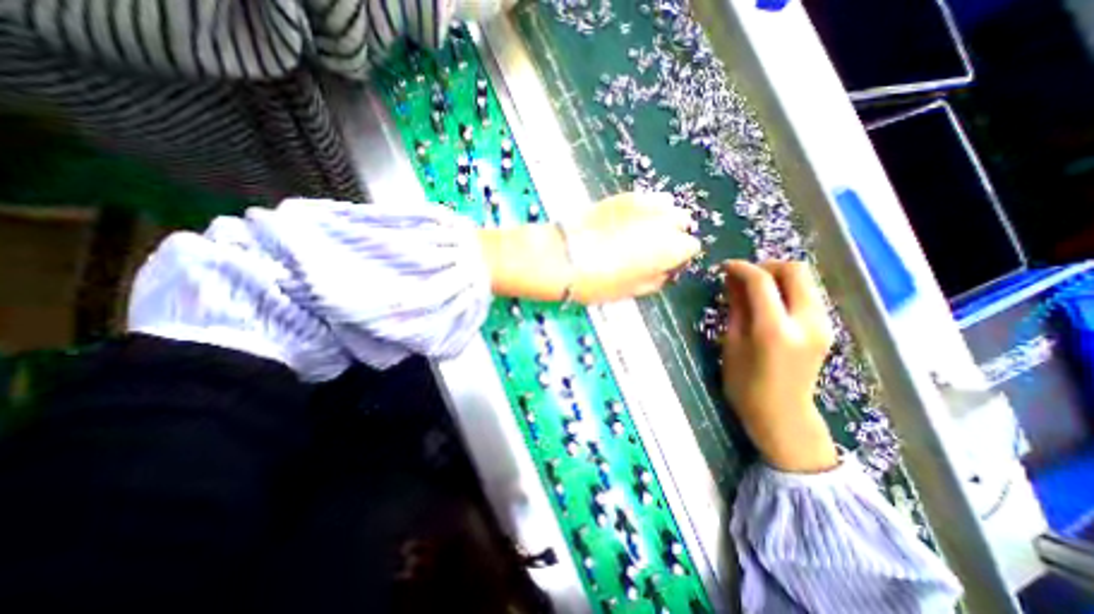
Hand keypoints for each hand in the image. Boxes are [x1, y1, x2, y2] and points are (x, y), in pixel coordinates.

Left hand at [564, 192, 698, 301]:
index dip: (677, 257)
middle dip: (672, 233)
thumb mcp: (633, 290)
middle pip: (682, 221)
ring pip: (667, 205)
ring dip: (660, 217)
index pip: (690, 247)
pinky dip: (643, 208)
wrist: (564, 257)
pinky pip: (645, 198)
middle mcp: (665, 221)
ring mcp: (645, 203)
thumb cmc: (600, 282)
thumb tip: (664, 271)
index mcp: (671, 248)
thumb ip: (657, 279)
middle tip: (650, 247)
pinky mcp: (624, 195)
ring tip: (639, 231)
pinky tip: (626, 220)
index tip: (662, 264)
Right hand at [724, 258, 839, 474]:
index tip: (724, 267)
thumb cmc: (745, 384)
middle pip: (795, 270)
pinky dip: (786, 289)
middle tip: (743, 276)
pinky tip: (768, 302)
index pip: (762, 281)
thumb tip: (731, 278)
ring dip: (777, 277)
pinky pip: (807, 294)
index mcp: (775, 329)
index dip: (741, 268)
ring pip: (805, 280)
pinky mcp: (825, 328)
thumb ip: (736, 306)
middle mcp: (806, 321)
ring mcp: (822, 324)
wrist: (782, 415)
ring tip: (752, 289)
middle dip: (766, 265)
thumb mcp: (732, 343)